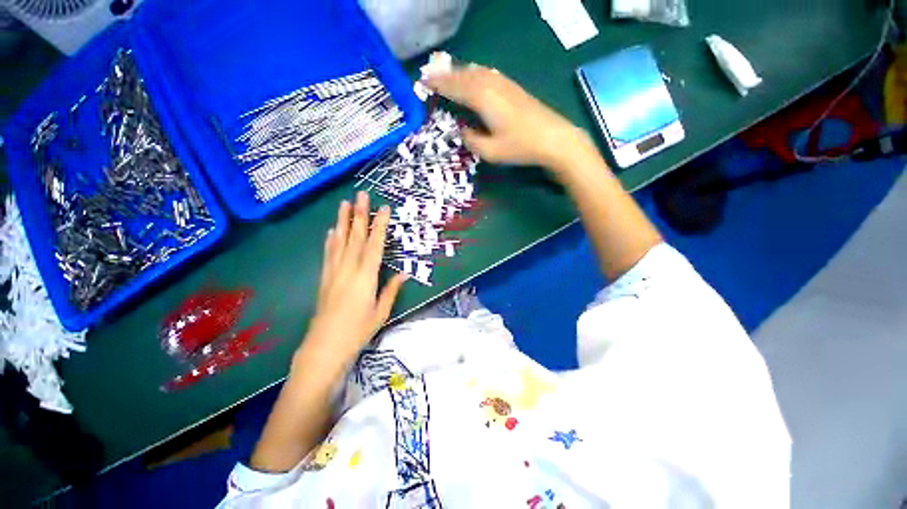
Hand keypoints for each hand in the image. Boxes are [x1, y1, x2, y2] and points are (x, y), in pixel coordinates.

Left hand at [305, 192, 406, 361]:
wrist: (324, 346)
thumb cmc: (358, 330)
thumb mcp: (381, 311)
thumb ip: (391, 289)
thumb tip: (404, 273)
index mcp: (366, 276)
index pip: (374, 245)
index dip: (380, 226)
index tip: (384, 209)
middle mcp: (349, 268)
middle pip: (355, 237)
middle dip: (359, 214)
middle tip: (361, 195)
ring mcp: (334, 271)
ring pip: (339, 241)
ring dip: (342, 221)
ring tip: (344, 204)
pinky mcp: (324, 277)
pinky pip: (328, 253)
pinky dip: (330, 240)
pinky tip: (331, 231)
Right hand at [426, 65, 591, 168]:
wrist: (553, 138)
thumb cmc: (520, 147)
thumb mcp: (490, 152)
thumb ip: (471, 140)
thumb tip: (462, 130)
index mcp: (482, 99)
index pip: (455, 87)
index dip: (438, 84)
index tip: (423, 82)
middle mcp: (492, 85)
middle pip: (464, 75)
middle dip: (447, 75)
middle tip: (431, 77)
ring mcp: (504, 84)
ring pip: (477, 71)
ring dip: (461, 72)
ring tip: (449, 76)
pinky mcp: (514, 88)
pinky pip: (488, 74)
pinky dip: (475, 73)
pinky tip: (475, 77)